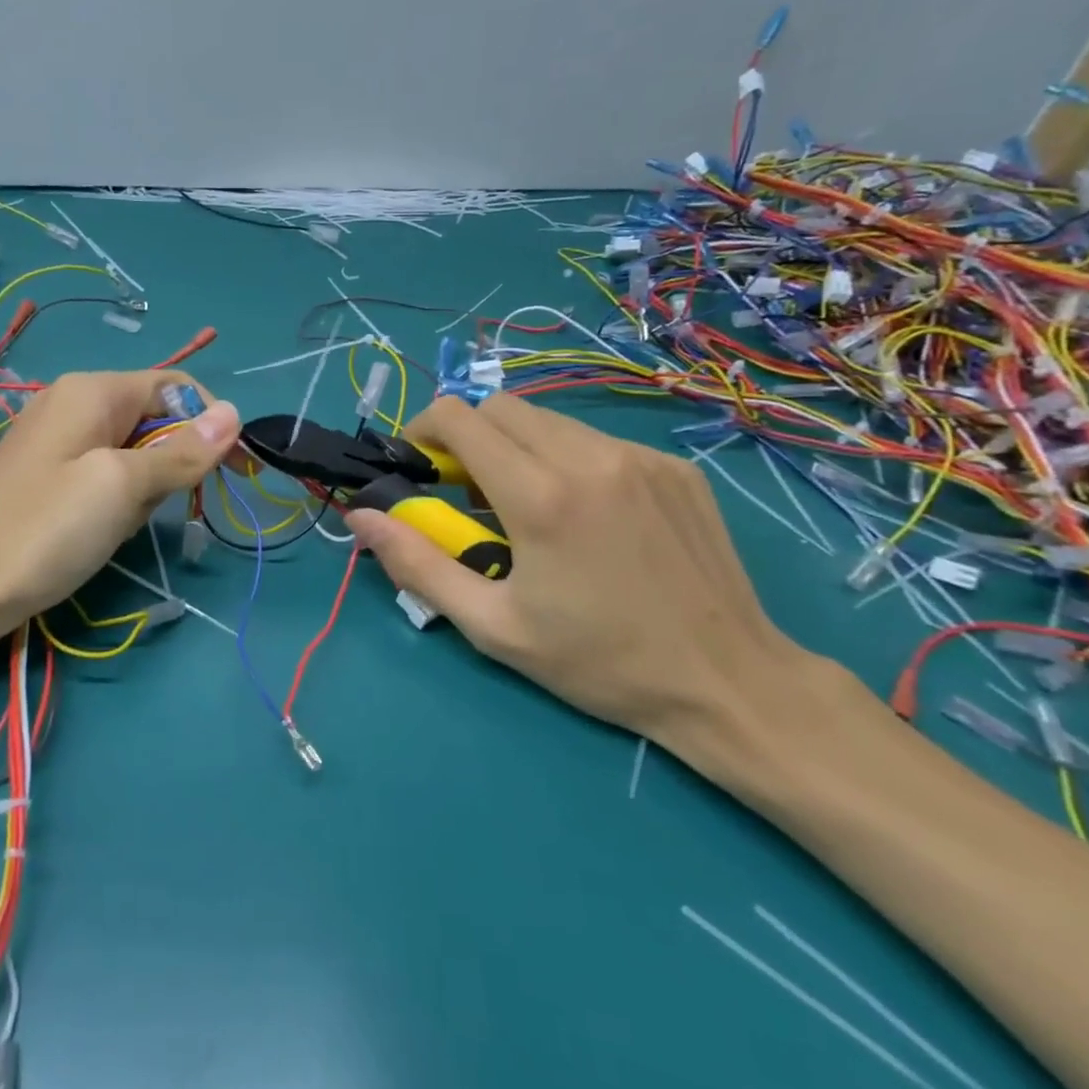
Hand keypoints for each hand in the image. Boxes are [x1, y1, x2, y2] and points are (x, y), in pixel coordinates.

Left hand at [0, 370, 238, 638]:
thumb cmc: (47, 531)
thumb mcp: (123, 488)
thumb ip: (183, 451)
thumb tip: (235, 413)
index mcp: (92, 389)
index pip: (176, 386)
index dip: (212, 422)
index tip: (234, 473)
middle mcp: (73, 401)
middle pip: (154, 417)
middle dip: (172, 461)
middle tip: (157, 508)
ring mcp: (56, 438)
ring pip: (133, 450)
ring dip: (144, 487)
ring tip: (118, 524)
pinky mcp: (47, 472)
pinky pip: (104, 472)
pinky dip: (117, 498)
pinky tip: (98, 530)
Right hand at [344, 394, 838, 748]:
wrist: (728, 682)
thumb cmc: (598, 662)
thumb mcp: (492, 626)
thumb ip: (418, 564)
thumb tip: (360, 516)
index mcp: (541, 497)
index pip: (460, 417)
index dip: (425, 428)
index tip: (422, 465)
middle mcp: (589, 459)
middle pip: (501, 406)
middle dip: (469, 436)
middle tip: (469, 491)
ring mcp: (640, 457)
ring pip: (550, 419)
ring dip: (518, 447)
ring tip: (527, 504)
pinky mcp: (674, 466)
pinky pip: (597, 440)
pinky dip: (568, 459)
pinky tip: (586, 514)